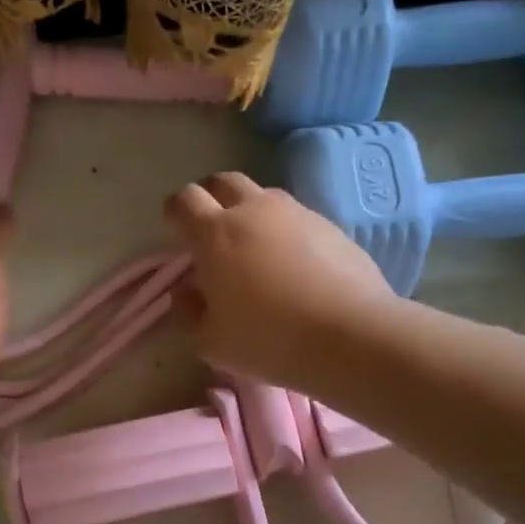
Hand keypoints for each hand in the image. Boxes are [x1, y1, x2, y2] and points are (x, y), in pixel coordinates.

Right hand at [165, 172, 397, 391]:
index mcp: (215, 233)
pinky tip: (293, 265)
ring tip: (254, 248)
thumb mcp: (211, 341)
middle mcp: (254, 211)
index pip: (184, 200)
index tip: (175, 227)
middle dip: (211, 196)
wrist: (349, 335)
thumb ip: (189, 312)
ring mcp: (297, 214)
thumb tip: (186, 292)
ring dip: (251, 212)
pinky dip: (285, 232)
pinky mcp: (330, 226)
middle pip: (224, 182)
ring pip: (264, 197)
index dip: (175, 210)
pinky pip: (296, 219)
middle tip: (210, 226)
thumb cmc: (267, 339)